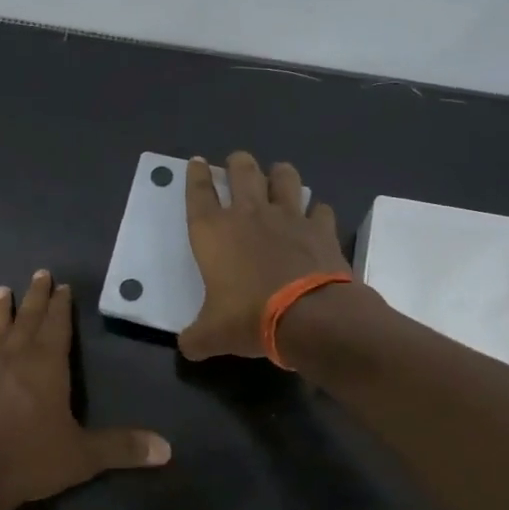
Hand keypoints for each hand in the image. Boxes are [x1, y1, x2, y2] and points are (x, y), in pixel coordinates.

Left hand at [0, 270, 170, 505]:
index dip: (61, 305)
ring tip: (1, 291)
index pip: (57, 326)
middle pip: (27, 320)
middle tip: (39, 274)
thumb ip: (123, 447)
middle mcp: (16, 360)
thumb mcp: (84, 455)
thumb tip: (167, 449)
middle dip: (35, 297)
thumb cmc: (33, 457)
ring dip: (0, 311)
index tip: (62, 285)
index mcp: (47, 366)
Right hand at [179, 152, 349, 359]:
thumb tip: (187, 347)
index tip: (196, 162)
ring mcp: (289, 217)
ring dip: (279, 174)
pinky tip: (315, 218)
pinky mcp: (321, 228)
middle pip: (242, 171)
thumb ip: (195, 338)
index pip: (198, 193)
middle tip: (236, 163)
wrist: (308, 316)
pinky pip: (320, 208)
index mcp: (213, 232)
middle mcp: (248, 214)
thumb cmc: (248, 318)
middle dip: (237, 163)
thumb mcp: (212, 335)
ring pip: (284, 177)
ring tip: (278, 176)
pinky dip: (316, 211)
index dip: (195, 175)